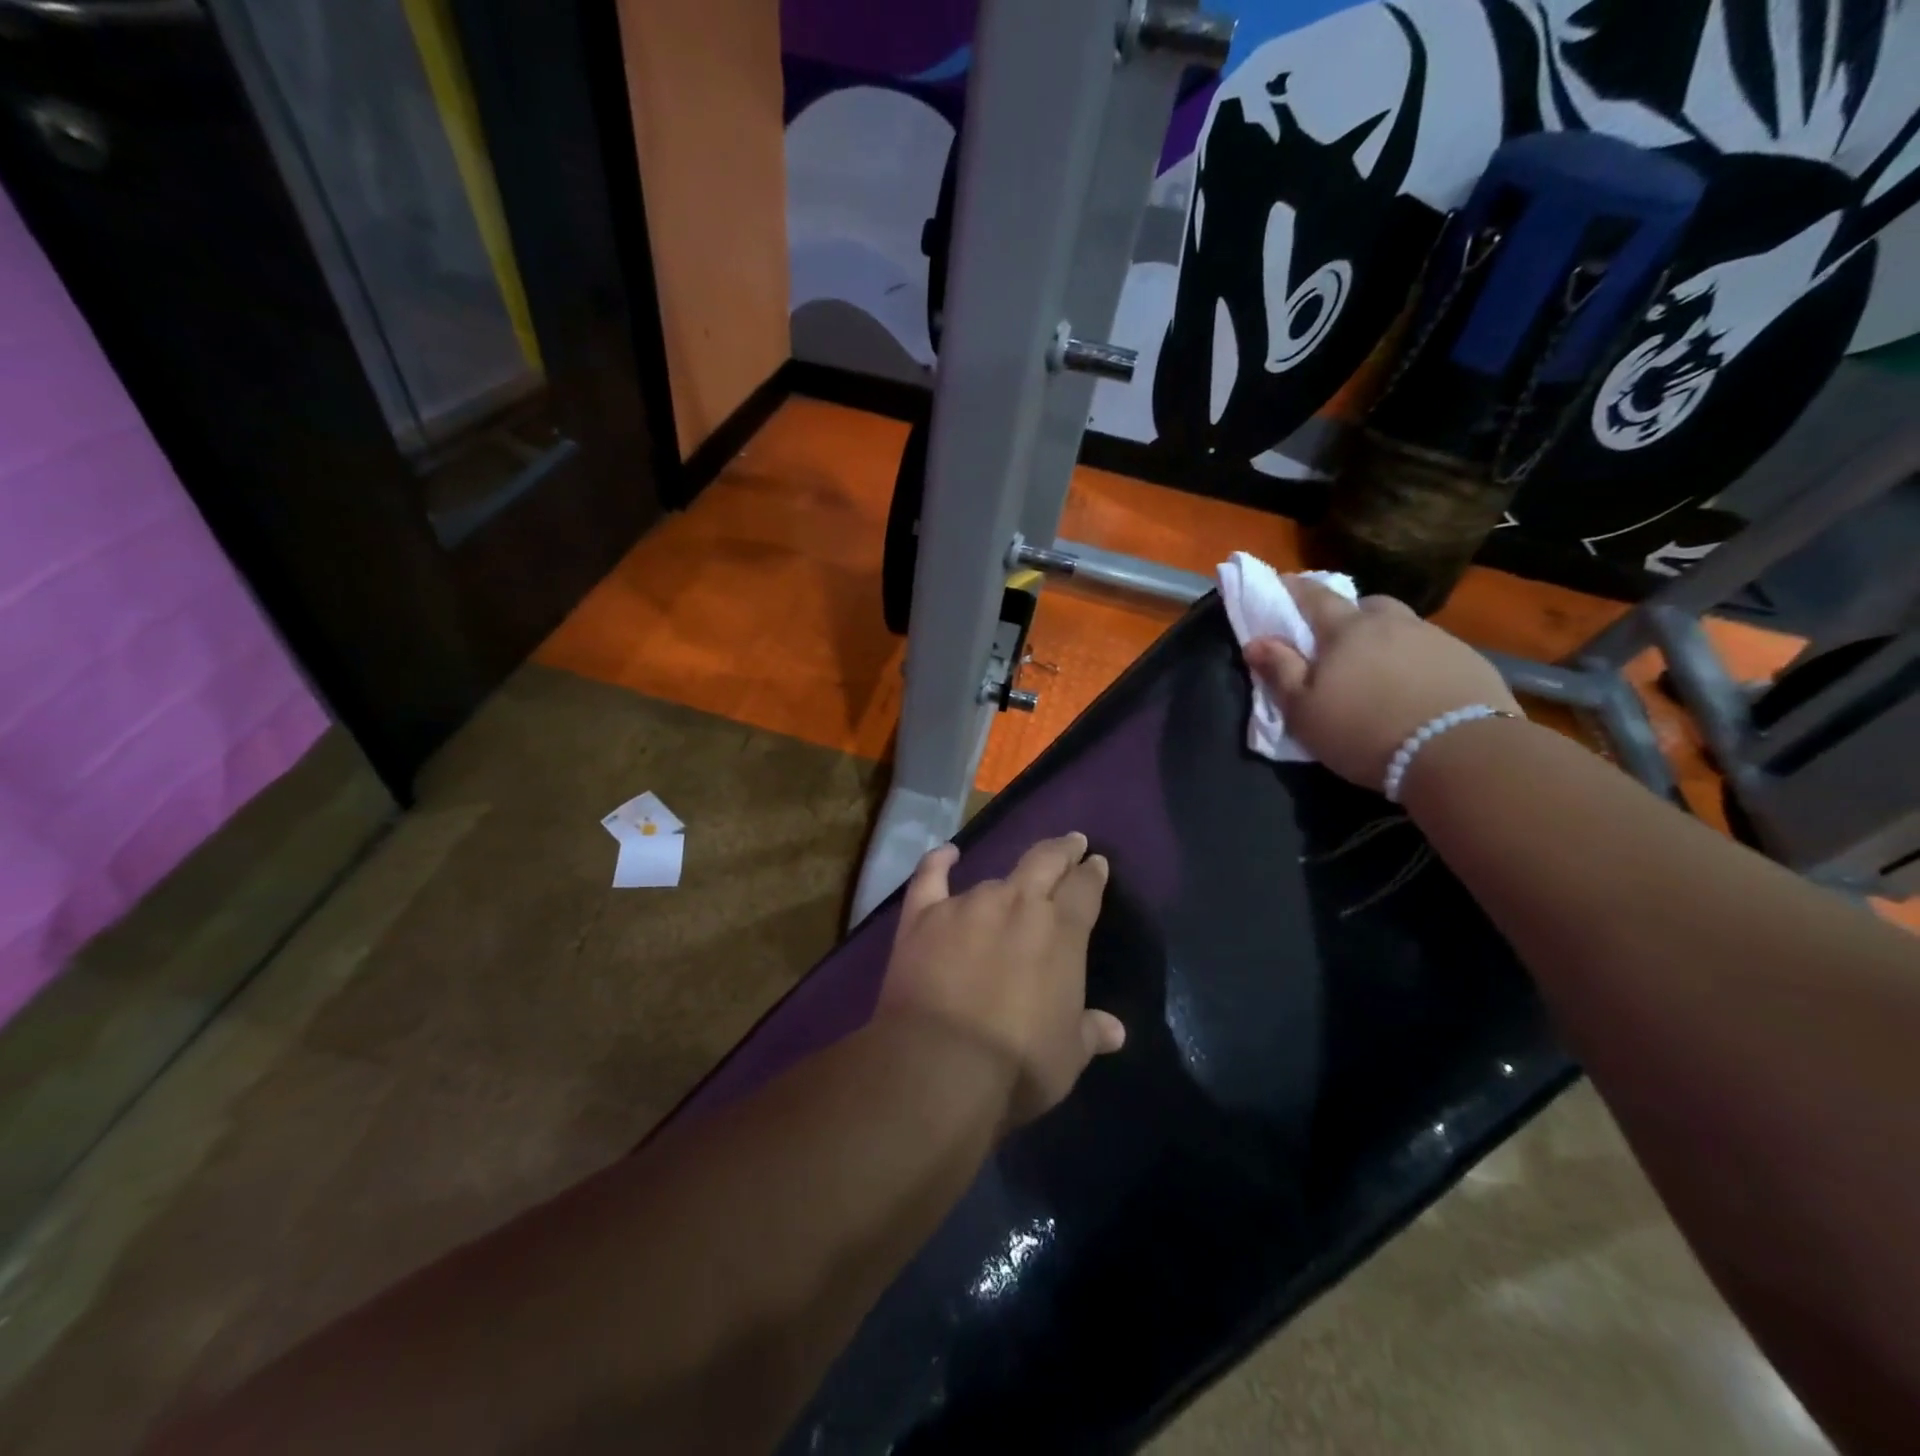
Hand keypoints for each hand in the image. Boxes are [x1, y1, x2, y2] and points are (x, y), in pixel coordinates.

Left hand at [879, 833, 1125, 1127]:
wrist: (940, 1065)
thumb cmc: (1017, 1064)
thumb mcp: (1067, 1054)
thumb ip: (1090, 1032)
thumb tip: (1114, 1030)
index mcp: (1061, 932)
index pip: (1085, 888)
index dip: (1093, 874)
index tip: (1097, 864)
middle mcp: (1017, 904)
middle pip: (1045, 861)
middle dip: (1062, 850)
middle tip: (1072, 842)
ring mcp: (967, 905)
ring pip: (993, 877)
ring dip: (1007, 880)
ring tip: (1012, 882)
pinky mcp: (922, 916)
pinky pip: (930, 878)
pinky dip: (938, 862)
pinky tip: (946, 853)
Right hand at [1244, 579, 1521, 790]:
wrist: (1460, 752)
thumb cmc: (1364, 731)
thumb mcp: (1304, 710)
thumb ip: (1280, 671)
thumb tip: (1256, 641)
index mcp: (1347, 630)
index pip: (1314, 596)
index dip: (1294, 588)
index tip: (1280, 582)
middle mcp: (1392, 623)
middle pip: (1366, 605)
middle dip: (1349, 614)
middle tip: (1338, 639)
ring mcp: (1436, 639)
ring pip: (1402, 627)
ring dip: (1386, 638)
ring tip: (1380, 669)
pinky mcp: (1470, 661)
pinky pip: (1432, 651)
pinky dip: (1417, 661)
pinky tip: (1415, 688)